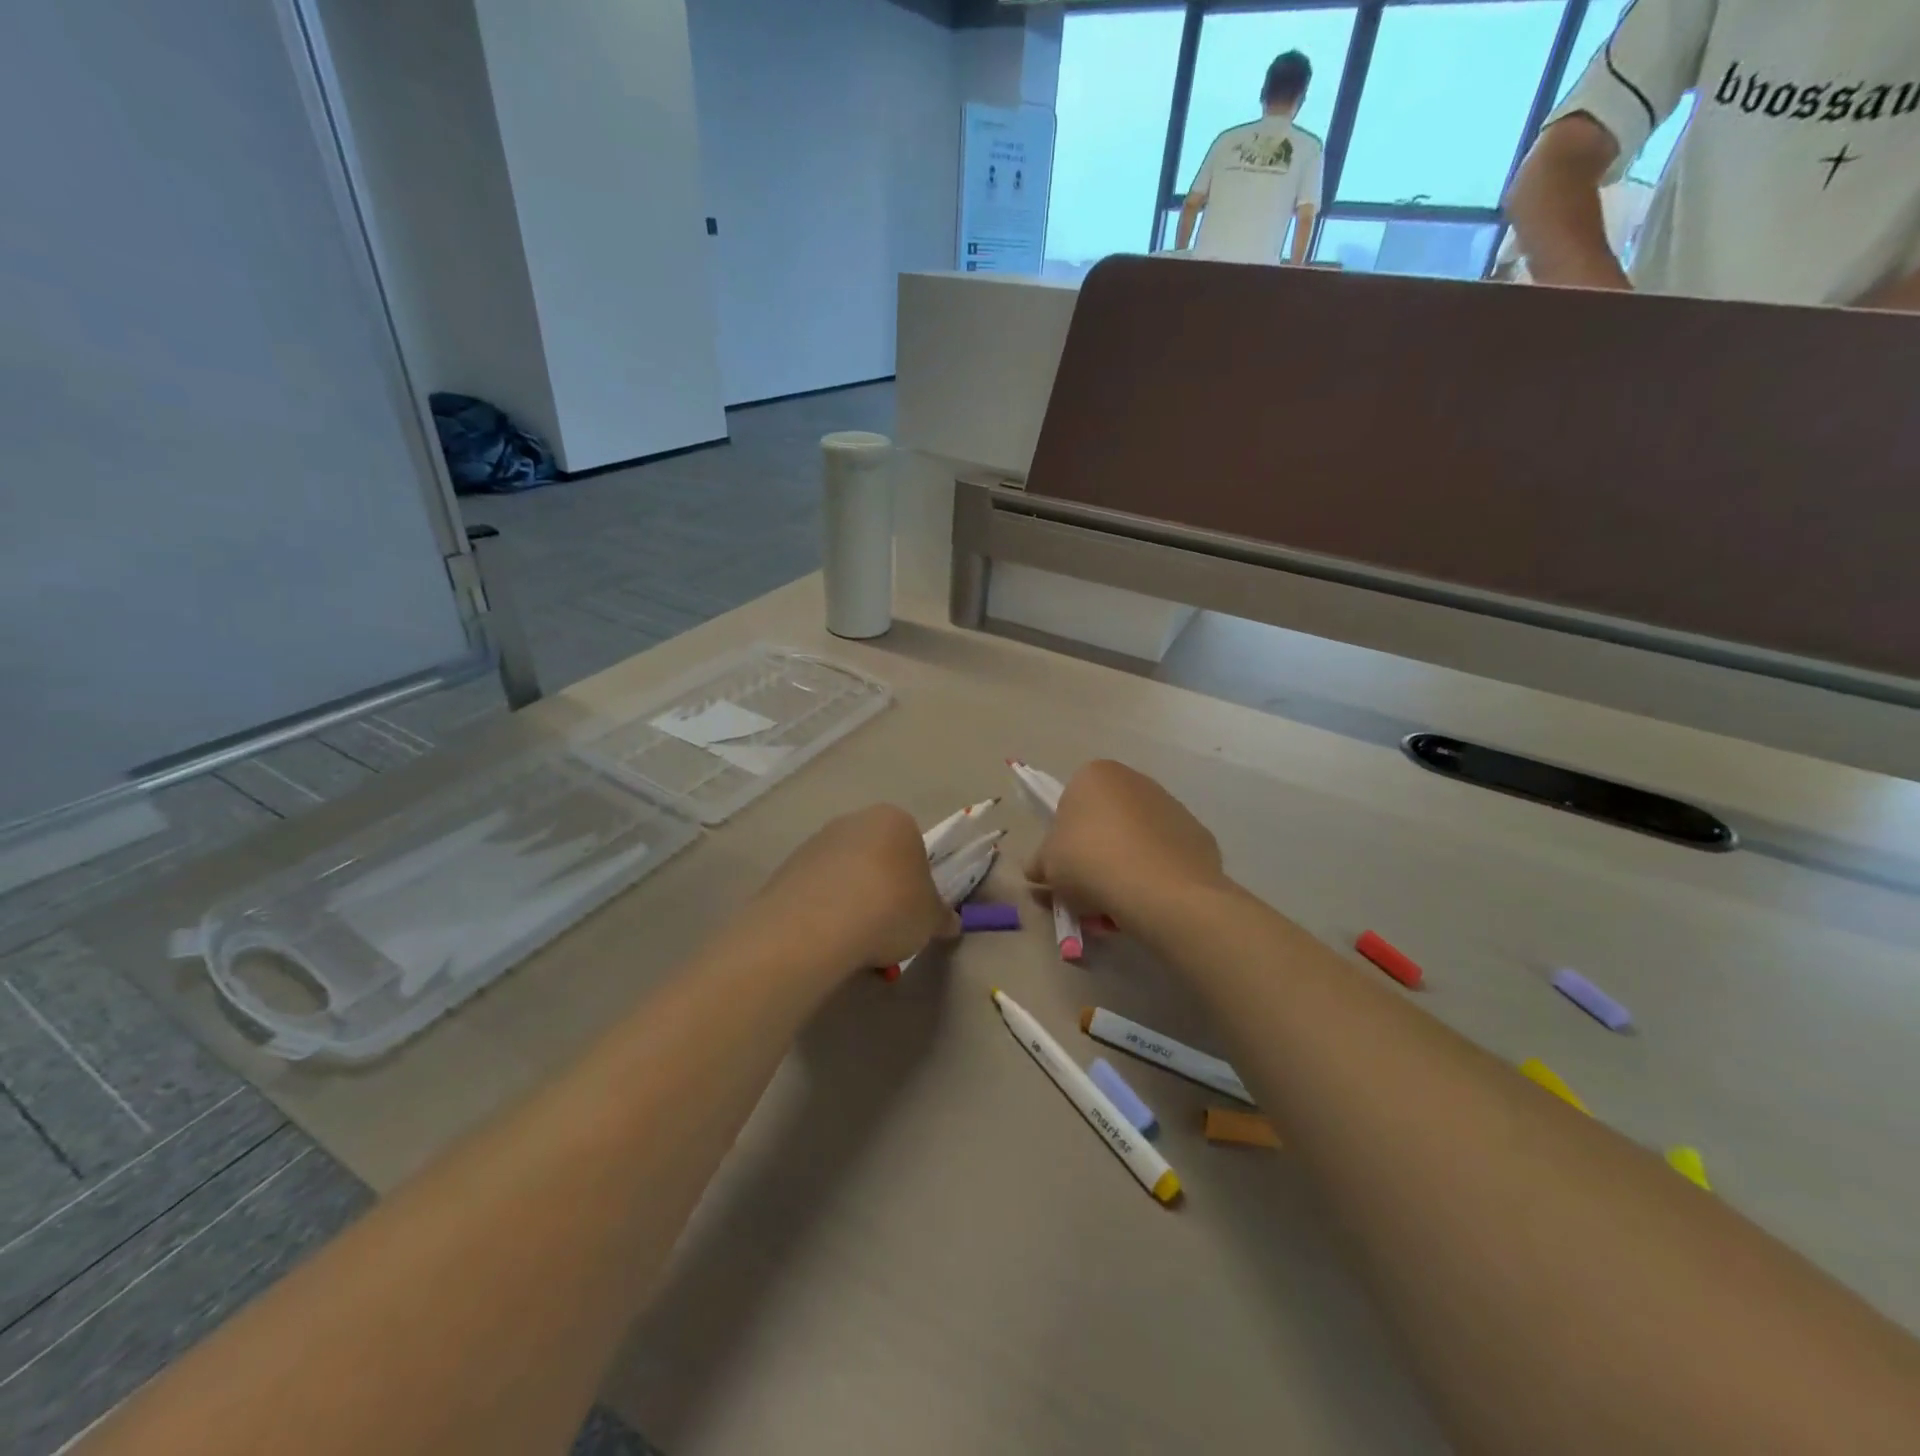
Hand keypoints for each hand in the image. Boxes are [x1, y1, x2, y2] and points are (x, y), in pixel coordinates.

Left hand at [747, 805, 958, 973]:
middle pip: (876, 855)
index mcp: (896, 820)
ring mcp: (817, 841)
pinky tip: (826, 936)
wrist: (820, 924)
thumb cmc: (891, 908)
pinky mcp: (787, 866)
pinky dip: (823, 908)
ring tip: (853, 938)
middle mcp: (854, 821)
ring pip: (844, 872)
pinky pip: (816, 888)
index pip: (913, 847)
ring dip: (851, 897)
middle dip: (881, 886)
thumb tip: (950, 922)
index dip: (916, 881)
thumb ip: (941, 917)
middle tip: (885, 925)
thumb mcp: (930, 920)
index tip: (912, 911)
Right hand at [1025, 761, 1225, 922]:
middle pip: (1106, 818)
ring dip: (1125, 861)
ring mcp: (1171, 805)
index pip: (1070, 804)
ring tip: (1117, 901)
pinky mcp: (1198, 834)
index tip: (1064, 867)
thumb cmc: (1090, 862)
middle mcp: (1135, 780)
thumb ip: (1040, 863)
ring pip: (1137, 837)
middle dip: (1096, 849)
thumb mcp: (1047, 865)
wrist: (1159, 889)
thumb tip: (1038, 870)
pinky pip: (1165, 855)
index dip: (1063, 839)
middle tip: (1087, 887)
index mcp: (1094, 775)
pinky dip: (1155, 873)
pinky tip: (1148, 899)